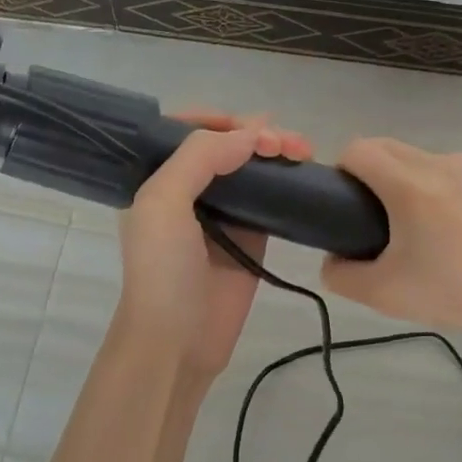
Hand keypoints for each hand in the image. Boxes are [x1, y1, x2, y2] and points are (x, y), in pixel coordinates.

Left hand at [117, 110, 312, 386]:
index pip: (184, 130)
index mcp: (156, 177)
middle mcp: (188, 189)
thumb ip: (200, 157)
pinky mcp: (251, 236)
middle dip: (256, 133)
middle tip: (284, 144)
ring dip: (277, 151)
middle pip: (225, 144)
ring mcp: (222, 213)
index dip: (217, 118)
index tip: (248, 124)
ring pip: (252, 167)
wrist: (177, 342)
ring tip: (302, 152)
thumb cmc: (161, 270)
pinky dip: (288, 180)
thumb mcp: (163, 203)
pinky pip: (272, 198)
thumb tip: (252, 134)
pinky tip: (305, 172)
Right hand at [320, 137, 461, 338]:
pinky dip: (441, 184)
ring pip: (419, 157)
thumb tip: (332, 258)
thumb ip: (341, 275)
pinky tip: (457, 221)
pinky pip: (450, 167)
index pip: (357, 150)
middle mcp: (438, 162)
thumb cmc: (455, 292)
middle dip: (372, 172)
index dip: (343, 171)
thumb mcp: (385, 295)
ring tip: (424, 223)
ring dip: (408, 178)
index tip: (348, 202)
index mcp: (408, 186)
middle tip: (378, 216)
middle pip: (386, 147)